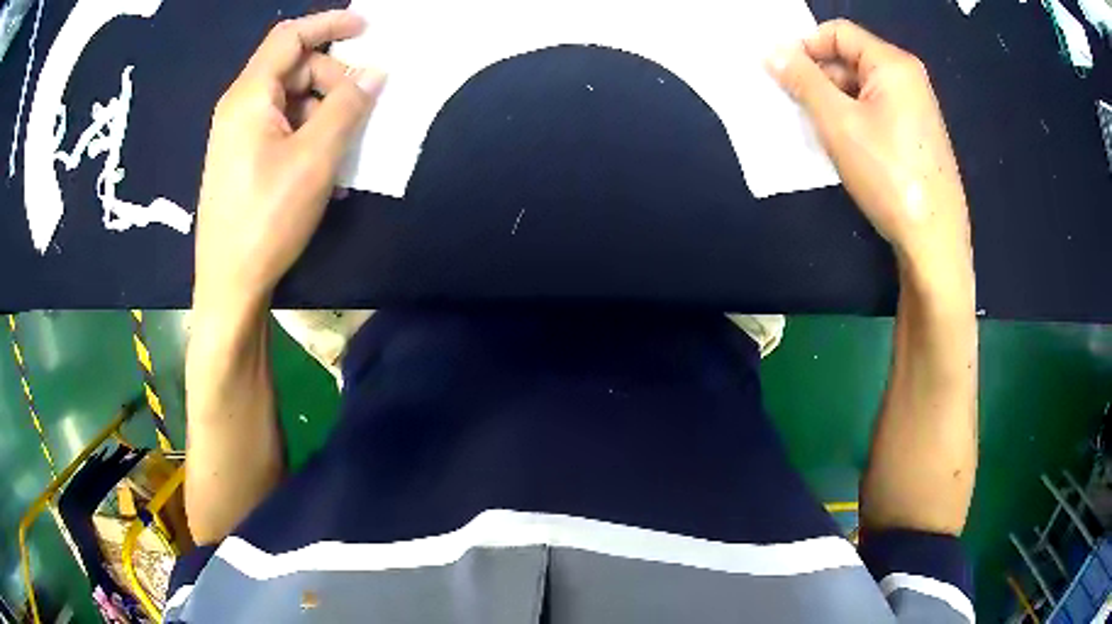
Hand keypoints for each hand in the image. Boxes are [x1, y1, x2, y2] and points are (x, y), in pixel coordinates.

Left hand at [193, 10, 384, 308]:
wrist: (229, 285)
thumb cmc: (267, 218)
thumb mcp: (315, 158)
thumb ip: (347, 106)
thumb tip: (375, 73)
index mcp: (249, 97)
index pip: (290, 37)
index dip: (330, 24)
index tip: (367, 28)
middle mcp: (239, 108)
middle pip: (293, 69)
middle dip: (333, 80)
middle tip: (361, 111)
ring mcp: (239, 136)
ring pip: (291, 101)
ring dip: (325, 114)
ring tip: (347, 152)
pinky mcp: (243, 160)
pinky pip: (282, 129)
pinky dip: (309, 136)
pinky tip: (327, 168)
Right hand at [768, 20, 972, 288]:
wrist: (934, 242)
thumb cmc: (888, 176)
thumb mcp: (838, 124)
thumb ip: (803, 81)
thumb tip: (773, 51)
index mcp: (892, 64)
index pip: (838, 33)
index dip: (805, 46)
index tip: (781, 75)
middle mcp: (908, 78)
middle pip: (850, 58)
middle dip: (818, 77)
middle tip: (795, 107)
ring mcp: (916, 108)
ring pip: (862, 88)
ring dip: (833, 101)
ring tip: (816, 131)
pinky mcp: (916, 135)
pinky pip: (877, 111)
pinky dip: (853, 119)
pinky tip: (843, 146)